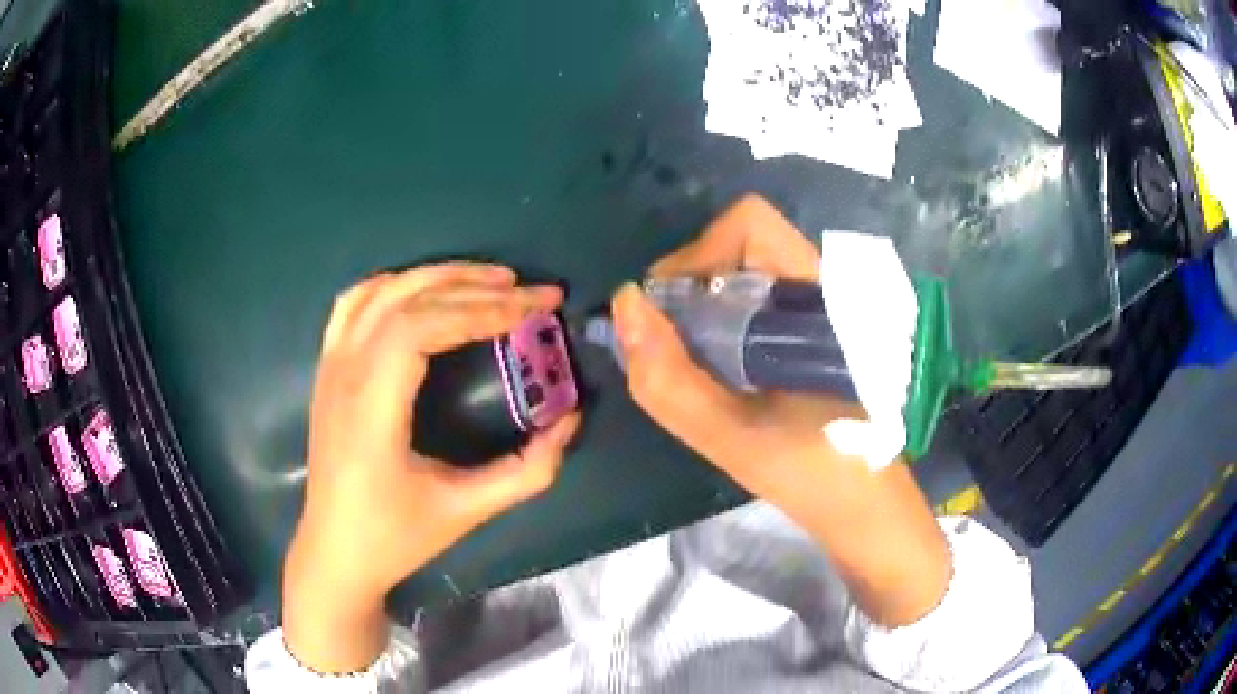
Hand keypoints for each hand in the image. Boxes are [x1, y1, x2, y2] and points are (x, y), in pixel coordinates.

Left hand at [284, 263, 579, 672]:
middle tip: (531, 291)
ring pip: (380, 292)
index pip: (421, 328)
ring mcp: (329, 367)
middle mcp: (344, 375)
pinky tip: (425, 290)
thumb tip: (570, 420)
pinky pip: (354, 304)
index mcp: (372, 409)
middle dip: (475, 287)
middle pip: (407, 301)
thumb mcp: (468, 511)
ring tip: (490, 280)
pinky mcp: (326, 370)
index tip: (534, 310)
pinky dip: (394, 284)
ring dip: (437, 276)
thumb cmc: (395, 537)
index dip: (481, 309)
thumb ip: (528, 469)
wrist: (335, 552)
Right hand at [612, 195, 950, 626]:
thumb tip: (626, 304)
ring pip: (748, 271)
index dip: (697, 255)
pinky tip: (723, 370)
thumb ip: (670, 377)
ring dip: (706, 306)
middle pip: (743, 242)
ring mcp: (824, 307)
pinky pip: (759, 299)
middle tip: (674, 343)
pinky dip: (724, 321)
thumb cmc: (815, 474)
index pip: (749, 224)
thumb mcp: (733, 438)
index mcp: (820, 298)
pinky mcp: (818, 330)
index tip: (671, 315)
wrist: (866, 506)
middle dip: (693, 284)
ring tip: (696, 363)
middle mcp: (825, 287)